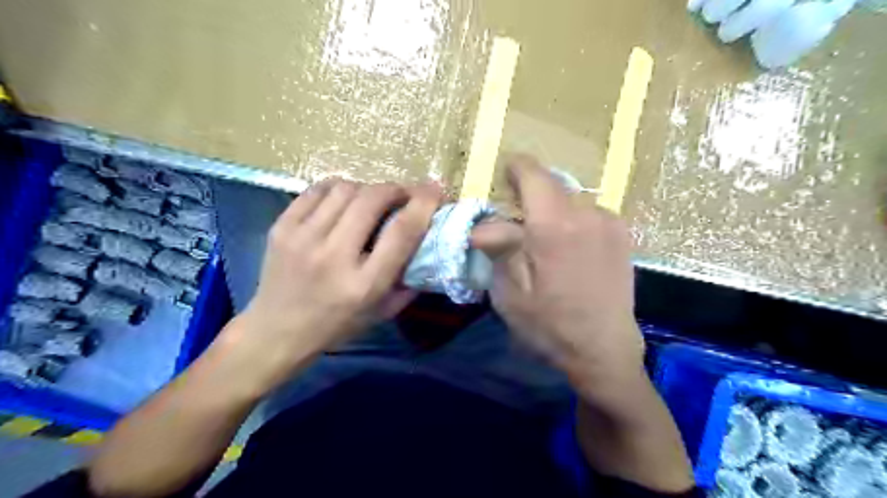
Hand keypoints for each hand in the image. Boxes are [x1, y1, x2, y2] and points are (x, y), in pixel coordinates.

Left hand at [225, 181, 439, 389]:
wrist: (276, 332)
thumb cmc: (337, 325)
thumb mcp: (382, 312)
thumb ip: (409, 280)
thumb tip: (429, 243)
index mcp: (364, 284)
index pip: (401, 232)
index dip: (423, 204)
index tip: (436, 190)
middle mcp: (334, 257)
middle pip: (372, 200)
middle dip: (395, 189)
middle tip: (402, 195)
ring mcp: (303, 238)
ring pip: (345, 188)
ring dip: (367, 188)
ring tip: (372, 200)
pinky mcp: (281, 228)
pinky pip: (317, 190)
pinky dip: (338, 188)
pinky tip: (344, 199)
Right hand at [471, 156, 646, 407]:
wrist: (604, 351)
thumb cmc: (550, 325)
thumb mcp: (510, 293)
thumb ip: (499, 248)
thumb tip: (484, 224)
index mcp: (554, 225)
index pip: (534, 175)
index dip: (516, 167)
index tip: (505, 171)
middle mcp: (587, 214)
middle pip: (554, 184)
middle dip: (532, 193)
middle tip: (518, 219)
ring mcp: (610, 223)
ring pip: (572, 199)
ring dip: (554, 209)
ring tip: (545, 240)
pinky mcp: (623, 236)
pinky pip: (590, 213)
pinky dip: (574, 219)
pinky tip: (571, 249)